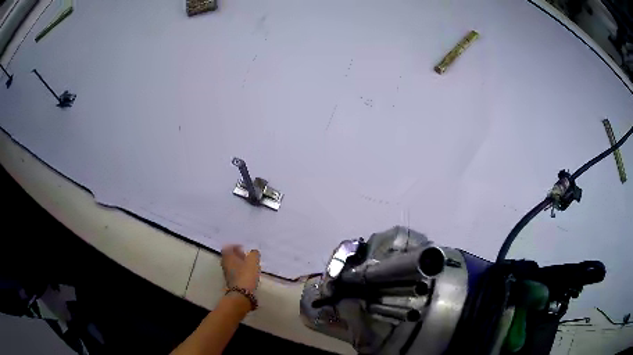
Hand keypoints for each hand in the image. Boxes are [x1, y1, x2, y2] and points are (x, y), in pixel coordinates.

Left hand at [221, 245, 260, 292]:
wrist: (241, 294)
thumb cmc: (246, 275)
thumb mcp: (253, 261)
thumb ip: (254, 254)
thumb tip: (254, 252)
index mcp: (228, 257)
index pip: (227, 248)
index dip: (234, 246)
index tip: (242, 247)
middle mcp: (225, 265)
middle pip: (229, 257)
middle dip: (237, 255)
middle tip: (245, 255)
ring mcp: (227, 274)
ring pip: (232, 265)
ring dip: (239, 263)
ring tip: (249, 264)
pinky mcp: (231, 282)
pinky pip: (235, 272)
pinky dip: (240, 271)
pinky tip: (248, 273)